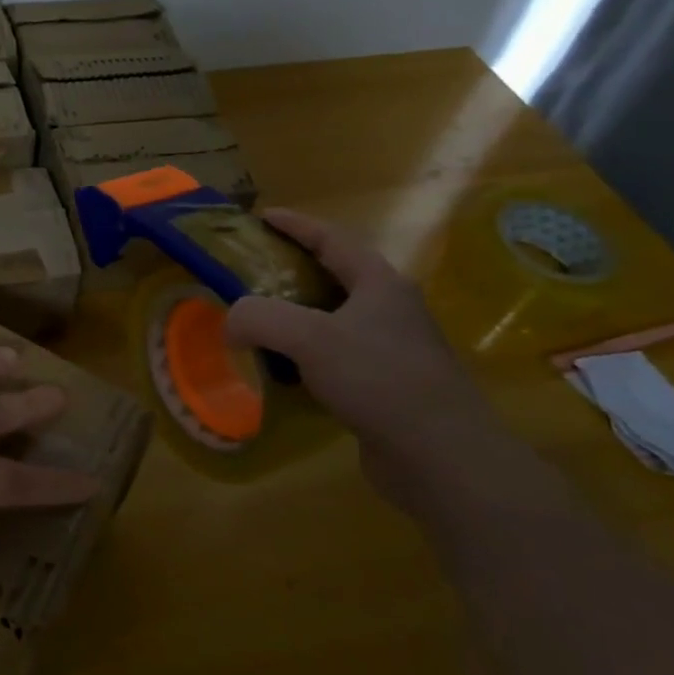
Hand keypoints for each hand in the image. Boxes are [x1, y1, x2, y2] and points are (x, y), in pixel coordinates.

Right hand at [224, 208, 510, 515]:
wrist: (442, 457)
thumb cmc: (379, 380)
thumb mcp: (309, 338)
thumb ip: (259, 318)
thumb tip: (230, 323)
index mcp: (379, 284)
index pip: (332, 239)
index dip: (295, 225)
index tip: (261, 217)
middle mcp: (389, 310)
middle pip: (333, 277)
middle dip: (291, 271)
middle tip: (250, 274)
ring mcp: (391, 351)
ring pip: (333, 321)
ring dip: (295, 318)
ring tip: (257, 323)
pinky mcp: (386, 388)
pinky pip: (335, 359)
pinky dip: (304, 358)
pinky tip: (282, 373)